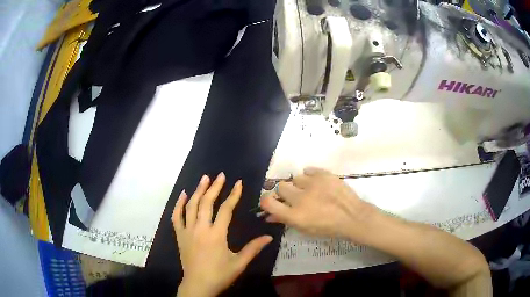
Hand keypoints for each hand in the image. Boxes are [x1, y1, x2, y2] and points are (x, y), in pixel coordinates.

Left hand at [173, 173, 272, 296]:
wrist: (198, 285)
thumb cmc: (220, 275)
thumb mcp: (239, 263)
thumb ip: (253, 248)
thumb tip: (269, 237)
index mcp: (216, 235)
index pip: (226, 209)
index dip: (233, 195)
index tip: (238, 183)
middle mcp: (200, 228)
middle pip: (206, 202)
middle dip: (214, 187)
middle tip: (220, 175)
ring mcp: (187, 231)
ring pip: (191, 206)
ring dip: (197, 190)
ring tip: (204, 178)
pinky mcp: (179, 235)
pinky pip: (177, 216)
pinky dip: (179, 204)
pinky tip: (183, 194)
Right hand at [259, 167, 375, 241]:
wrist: (352, 216)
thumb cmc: (328, 227)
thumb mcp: (304, 228)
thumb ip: (285, 220)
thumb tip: (269, 215)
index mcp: (294, 215)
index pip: (268, 202)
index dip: (266, 200)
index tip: (272, 200)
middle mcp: (300, 198)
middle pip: (280, 186)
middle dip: (285, 192)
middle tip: (296, 197)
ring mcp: (313, 184)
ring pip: (295, 178)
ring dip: (300, 184)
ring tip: (311, 190)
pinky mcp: (324, 174)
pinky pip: (308, 170)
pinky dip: (310, 176)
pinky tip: (317, 183)